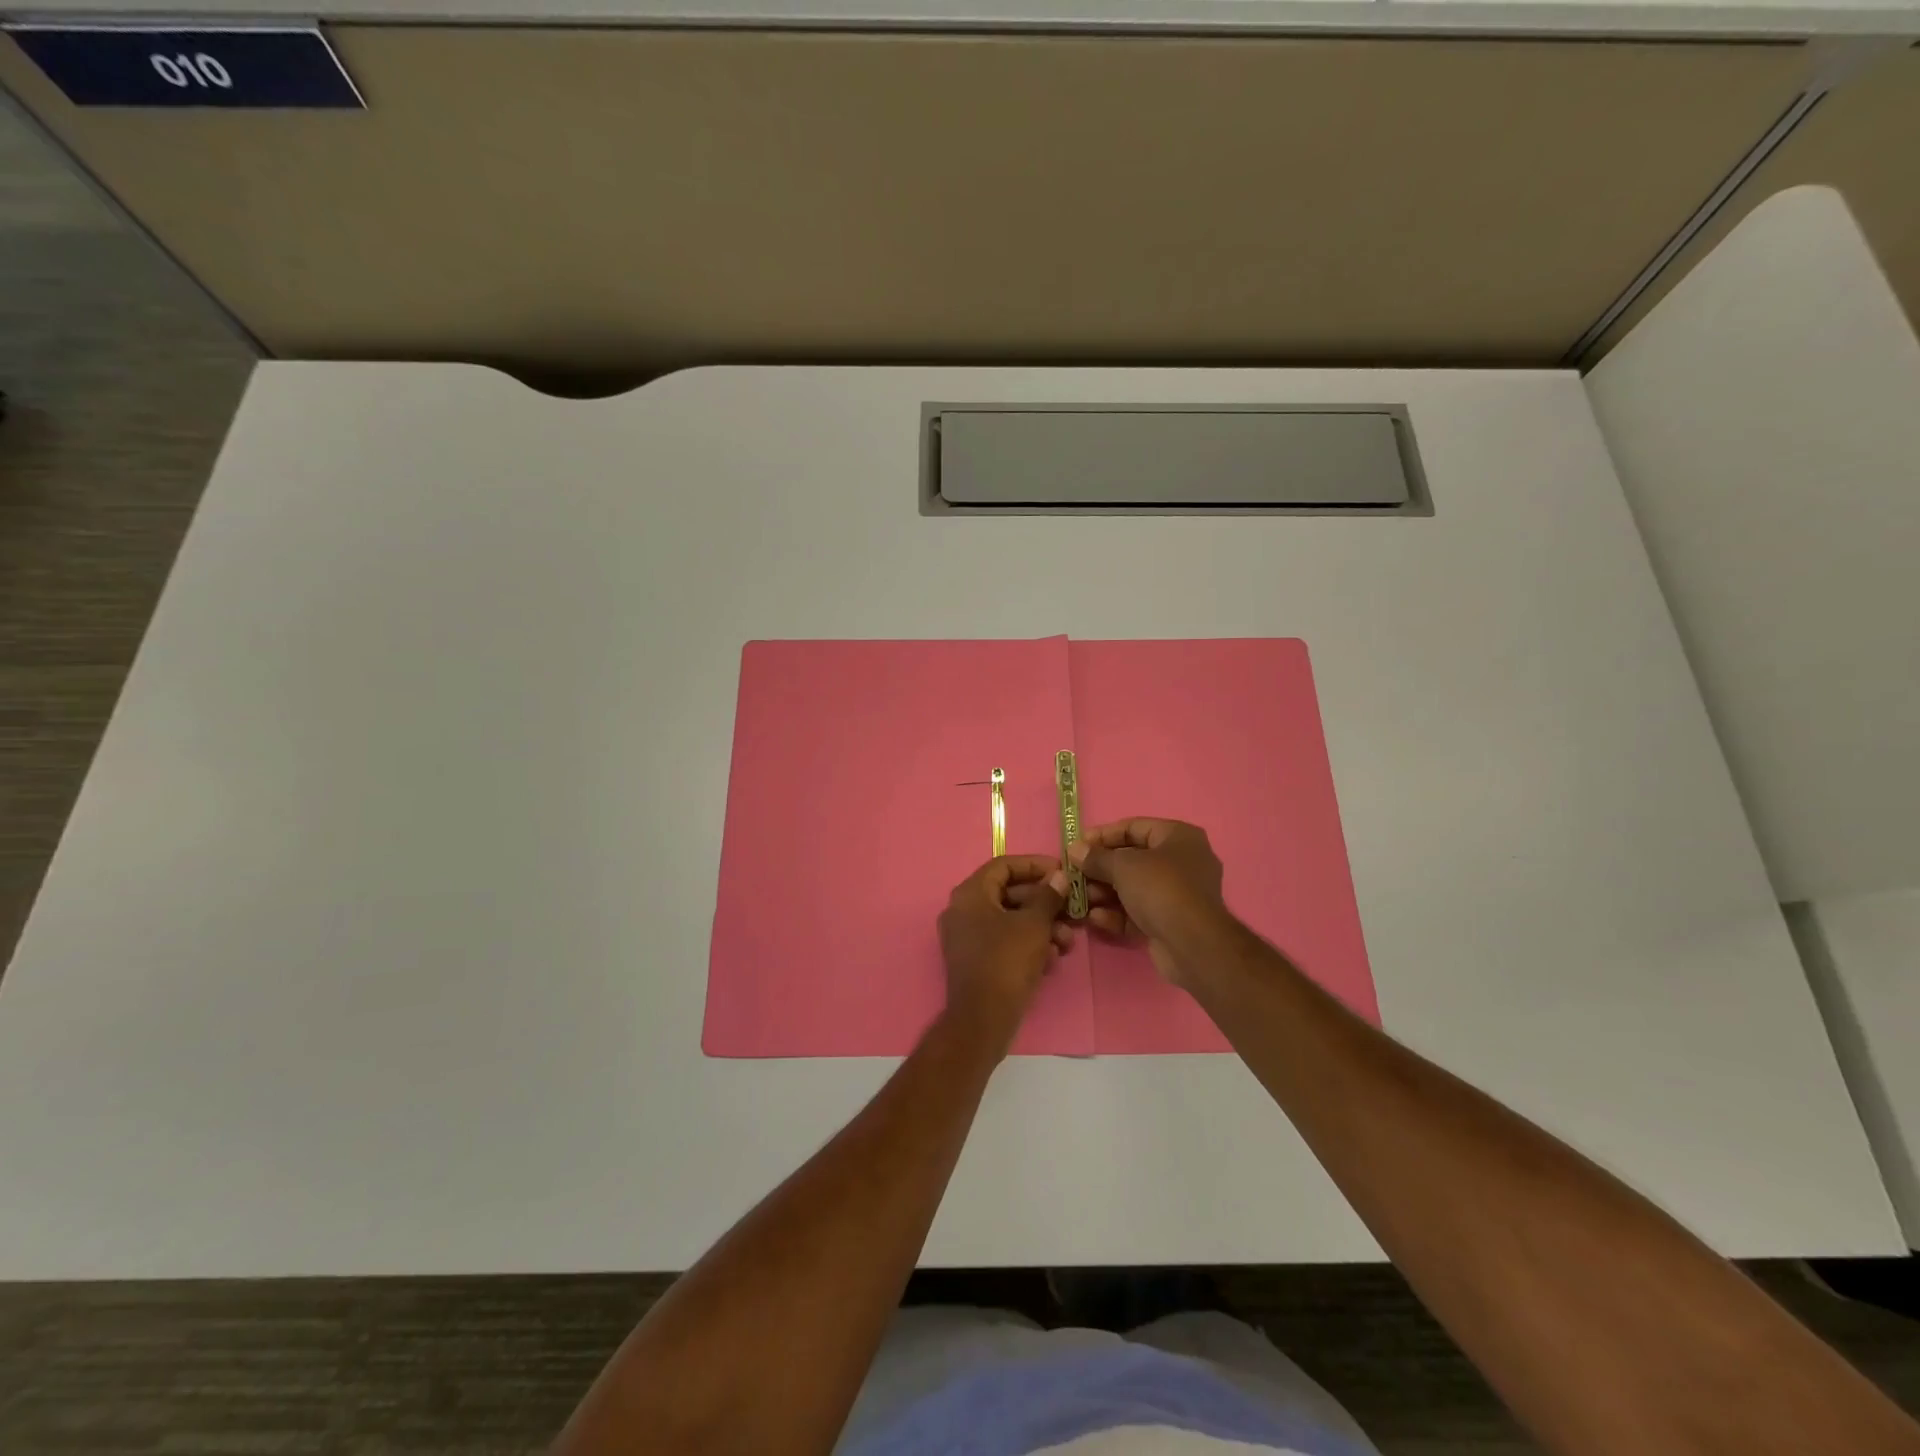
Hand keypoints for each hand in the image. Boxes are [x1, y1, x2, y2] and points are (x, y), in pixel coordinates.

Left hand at [937, 856, 1072, 1049]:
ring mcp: (966, 936)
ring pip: (1010, 920)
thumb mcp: (1034, 924)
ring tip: (1067, 941)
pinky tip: (1051, 958)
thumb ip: (1048, 896)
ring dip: (1042, 926)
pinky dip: (1028, 944)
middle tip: (1073, 910)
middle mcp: (963, 910)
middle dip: (1045, 903)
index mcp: (970, 893)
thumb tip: (1059, 877)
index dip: (1035, 865)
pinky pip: (1004, 941)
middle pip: (1009, 893)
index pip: (1004, 865)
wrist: (983, 1019)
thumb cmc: (1007, 962)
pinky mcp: (975, 960)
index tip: (1062, 872)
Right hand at [1069, 819, 1230, 985]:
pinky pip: (1138, 912)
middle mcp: (1181, 862)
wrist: (1192, 944)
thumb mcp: (1123, 866)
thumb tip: (1075, 850)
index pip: (1134, 827)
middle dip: (1100, 869)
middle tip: (1074, 875)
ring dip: (1104, 893)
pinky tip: (1095, 919)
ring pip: (1132, 888)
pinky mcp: (1170, 922)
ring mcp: (1177, 894)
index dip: (1103, 835)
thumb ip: (1096, 857)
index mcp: (1178, 837)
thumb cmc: (1160, 889)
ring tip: (1080, 899)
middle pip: (1131, 859)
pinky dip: (1117, 914)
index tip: (1077, 845)